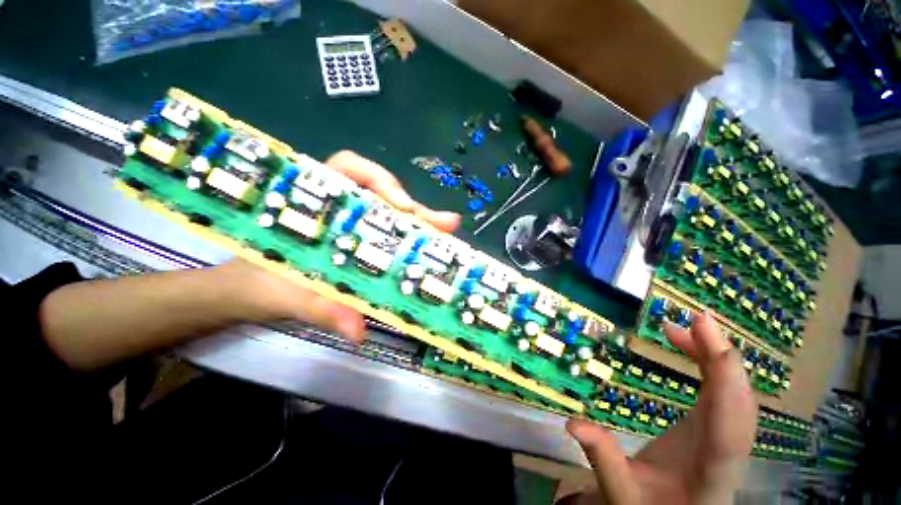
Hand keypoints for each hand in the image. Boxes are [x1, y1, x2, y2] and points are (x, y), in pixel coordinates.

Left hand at [220, 150, 459, 341]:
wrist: (245, 295)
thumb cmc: (258, 283)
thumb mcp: (286, 294)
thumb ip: (319, 308)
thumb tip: (358, 329)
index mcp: (314, 202)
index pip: (349, 169)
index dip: (380, 179)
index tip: (402, 205)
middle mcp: (340, 209)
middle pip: (383, 196)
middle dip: (415, 209)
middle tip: (445, 225)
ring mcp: (354, 227)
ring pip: (392, 216)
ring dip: (421, 224)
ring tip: (446, 233)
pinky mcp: (362, 246)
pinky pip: (391, 237)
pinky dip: (411, 242)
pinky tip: (428, 251)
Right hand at [563, 312, 757, 504]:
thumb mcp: (622, 493)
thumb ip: (602, 459)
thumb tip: (571, 423)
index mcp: (711, 472)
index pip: (730, 427)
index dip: (726, 381)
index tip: (707, 337)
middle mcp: (728, 450)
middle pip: (740, 402)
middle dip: (722, 358)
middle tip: (695, 320)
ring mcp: (725, 435)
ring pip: (733, 392)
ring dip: (713, 356)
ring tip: (679, 328)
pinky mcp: (715, 425)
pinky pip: (721, 391)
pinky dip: (707, 364)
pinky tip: (686, 346)